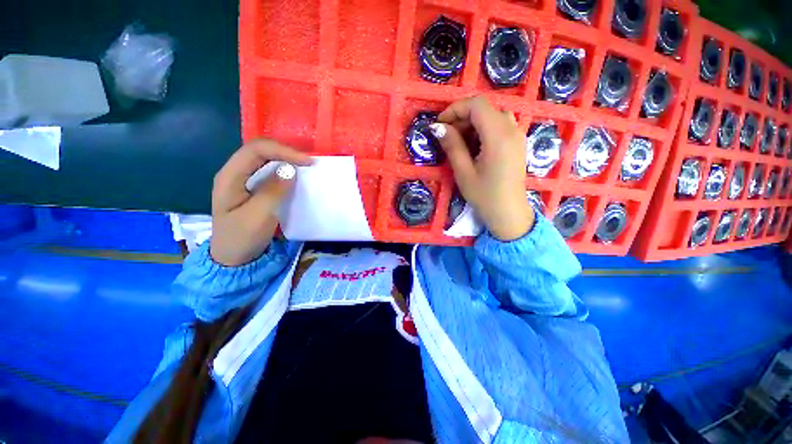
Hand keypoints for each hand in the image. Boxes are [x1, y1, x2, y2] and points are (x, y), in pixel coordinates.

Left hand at [211, 140, 312, 265]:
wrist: (234, 258)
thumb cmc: (242, 238)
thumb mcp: (258, 216)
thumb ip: (273, 191)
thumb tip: (290, 170)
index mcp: (230, 177)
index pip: (255, 150)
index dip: (282, 150)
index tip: (307, 162)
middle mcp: (235, 173)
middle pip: (260, 150)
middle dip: (285, 151)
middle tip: (309, 162)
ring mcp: (243, 181)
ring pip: (265, 159)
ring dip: (286, 158)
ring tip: (305, 165)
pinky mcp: (254, 189)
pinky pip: (269, 172)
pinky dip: (285, 170)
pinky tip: (295, 175)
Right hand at [431, 96, 533, 240]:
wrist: (508, 213)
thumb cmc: (484, 195)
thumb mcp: (463, 172)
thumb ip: (452, 146)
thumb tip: (438, 127)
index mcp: (498, 136)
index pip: (477, 105)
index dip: (455, 109)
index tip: (440, 124)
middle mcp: (512, 130)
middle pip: (485, 109)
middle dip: (462, 117)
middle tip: (447, 136)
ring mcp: (517, 135)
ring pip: (492, 116)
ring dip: (472, 124)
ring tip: (459, 142)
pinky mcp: (517, 143)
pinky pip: (499, 126)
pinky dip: (483, 130)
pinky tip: (475, 147)